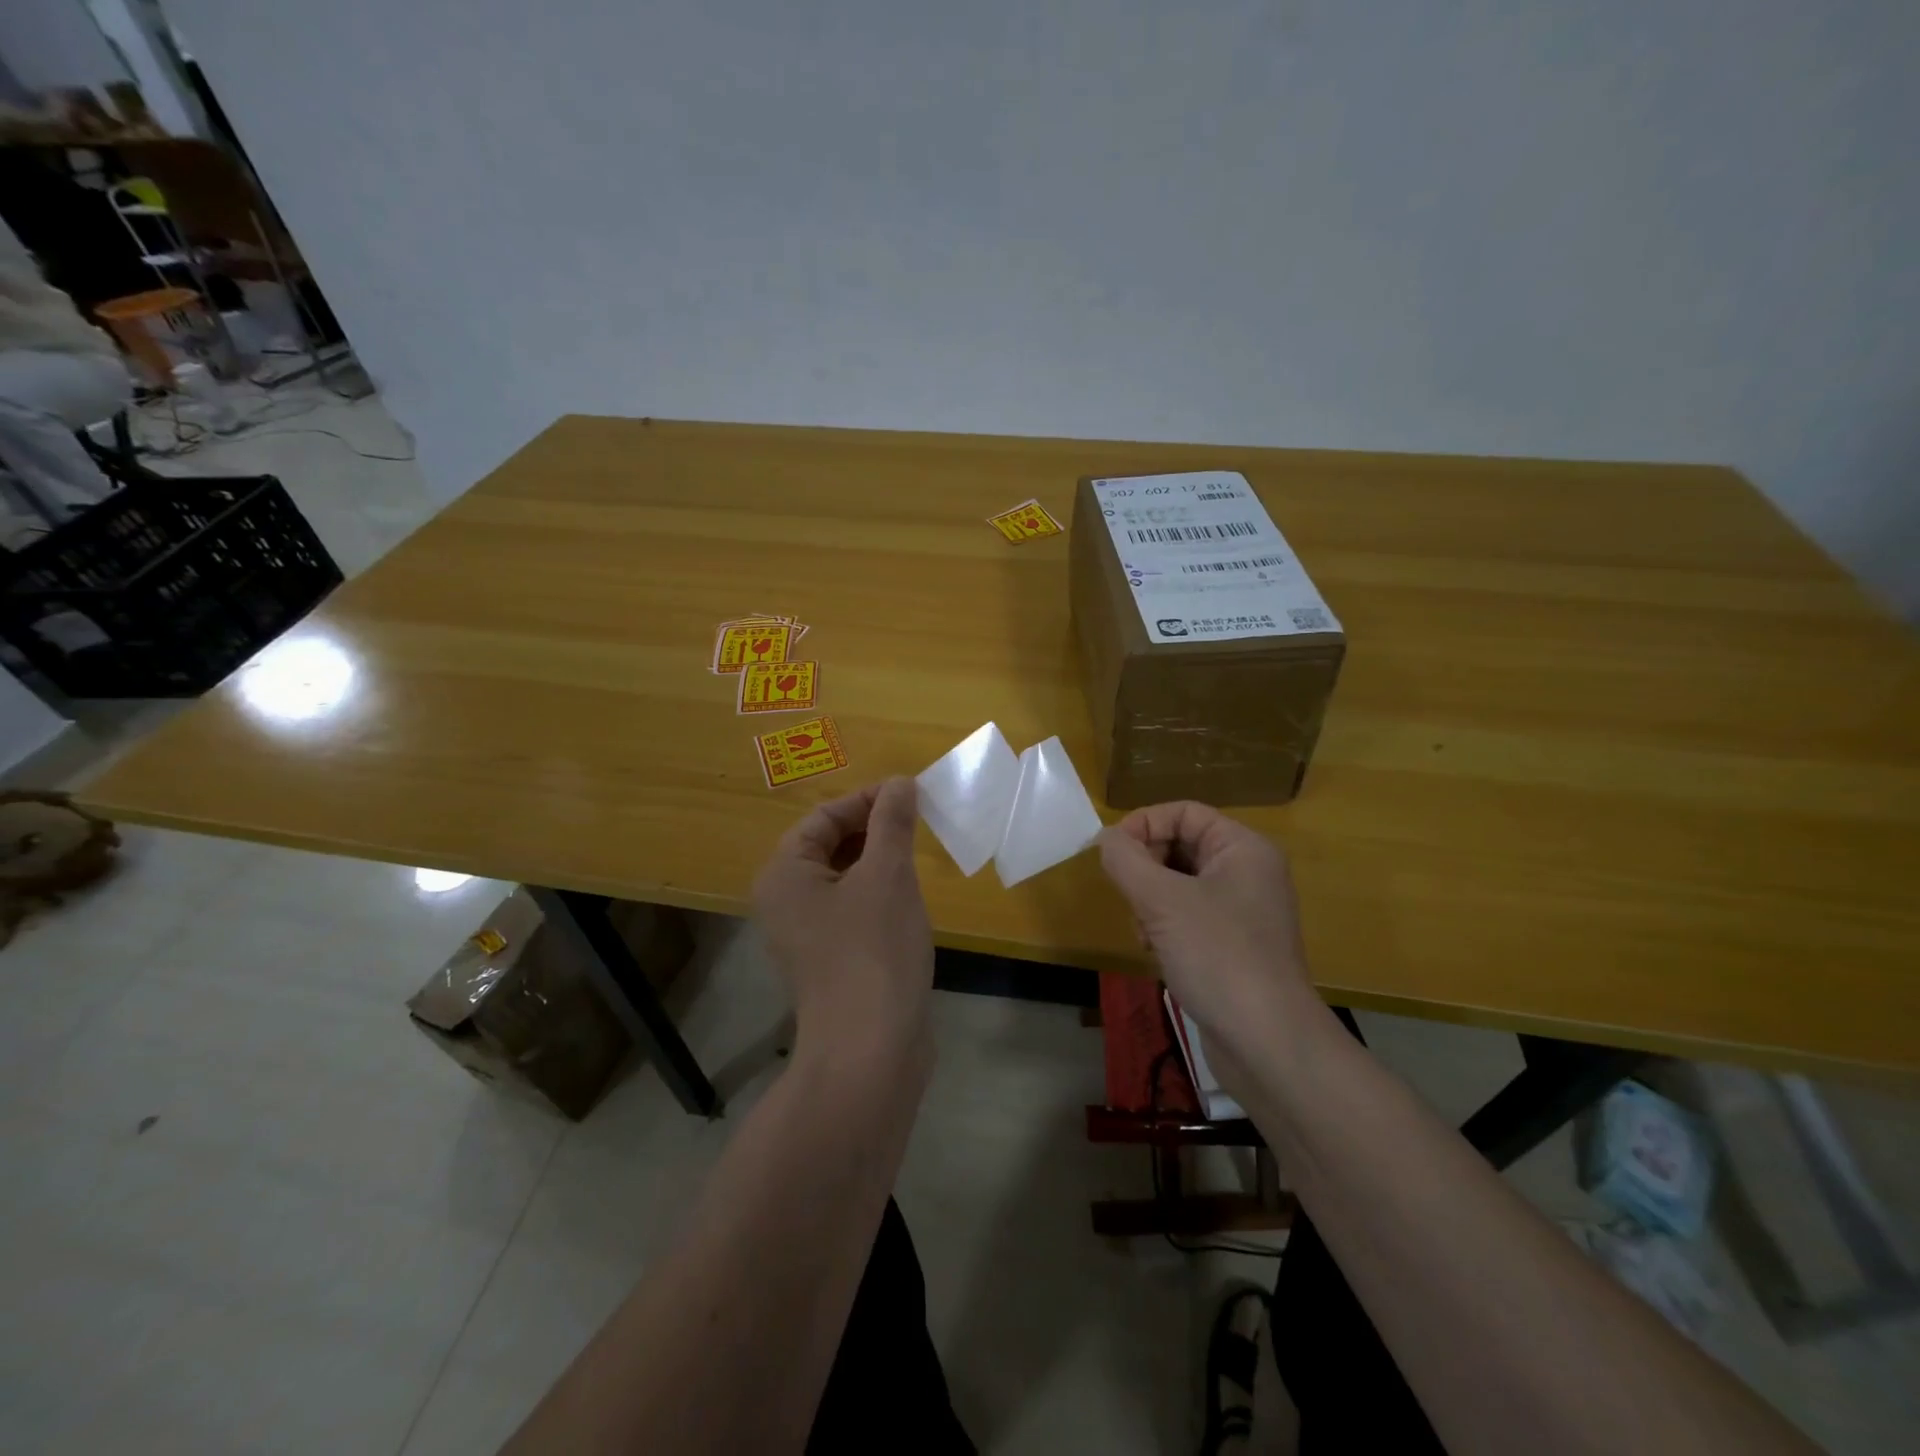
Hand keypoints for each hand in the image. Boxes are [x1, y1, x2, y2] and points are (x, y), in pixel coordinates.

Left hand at [752, 777, 934, 1067]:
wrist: (871, 1050)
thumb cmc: (874, 949)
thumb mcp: (888, 874)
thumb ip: (892, 822)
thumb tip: (899, 783)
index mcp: (785, 873)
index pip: (823, 817)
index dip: (867, 800)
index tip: (910, 795)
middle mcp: (785, 901)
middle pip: (829, 845)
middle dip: (873, 829)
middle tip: (917, 822)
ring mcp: (806, 935)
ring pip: (843, 878)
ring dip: (878, 861)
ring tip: (917, 856)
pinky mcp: (830, 960)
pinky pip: (852, 909)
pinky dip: (878, 894)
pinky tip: (909, 899)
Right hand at [1099, 802, 1321, 1061]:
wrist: (1267, 1044)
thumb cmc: (1218, 956)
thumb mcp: (1162, 901)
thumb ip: (1126, 860)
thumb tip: (1105, 838)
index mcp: (1243, 849)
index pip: (1183, 812)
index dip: (1143, 824)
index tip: (1110, 853)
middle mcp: (1248, 873)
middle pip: (1180, 846)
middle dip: (1145, 868)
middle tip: (1129, 897)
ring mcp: (1242, 912)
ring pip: (1178, 884)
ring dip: (1150, 901)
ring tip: (1144, 932)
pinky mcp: (1233, 946)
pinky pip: (1188, 917)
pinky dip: (1164, 927)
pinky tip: (1156, 953)